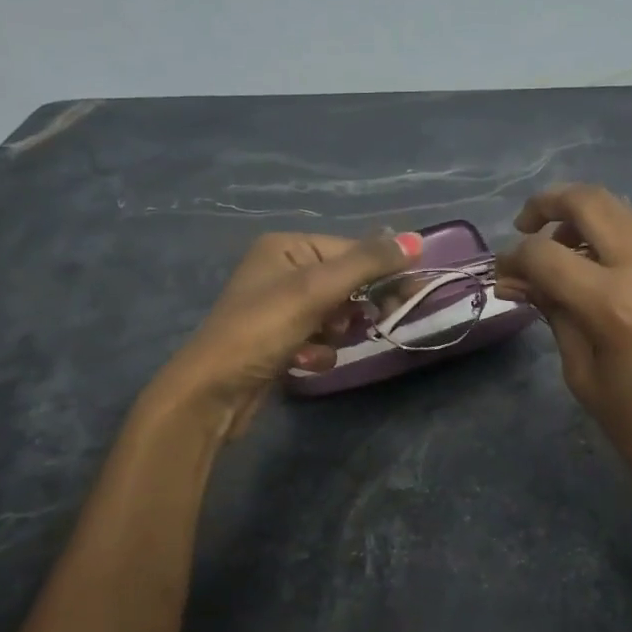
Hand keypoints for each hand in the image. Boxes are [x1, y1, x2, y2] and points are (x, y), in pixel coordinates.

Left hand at [160, 230, 420, 433]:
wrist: (213, 391)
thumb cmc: (263, 329)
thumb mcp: (317, 290)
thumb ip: (368, 263)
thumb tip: (417, 240)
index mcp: (286, 246)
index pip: (351, 250)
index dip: (384, 270)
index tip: (414, 291)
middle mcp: (281, 270)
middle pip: (345, 282)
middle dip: (355, 306)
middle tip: (376, 320)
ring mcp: (279, 307)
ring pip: (336, 314)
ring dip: (337, 332)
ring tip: (321, 342)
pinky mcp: (280, 340)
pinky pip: (319, 338)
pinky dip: (319, 351)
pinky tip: (303, 362)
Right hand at [495, 186, 631, 524]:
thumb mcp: (583, 375)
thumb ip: (553, 315)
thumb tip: (518, 281)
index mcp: (613, 303)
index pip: (544, 254)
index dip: (513, 259)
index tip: (503, 275)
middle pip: (589, 200)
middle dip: (547, 205)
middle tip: (527, 226)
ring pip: (626, 210)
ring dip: (590, 220)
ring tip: (573, 252)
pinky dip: (627, 238)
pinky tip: (619, 268)